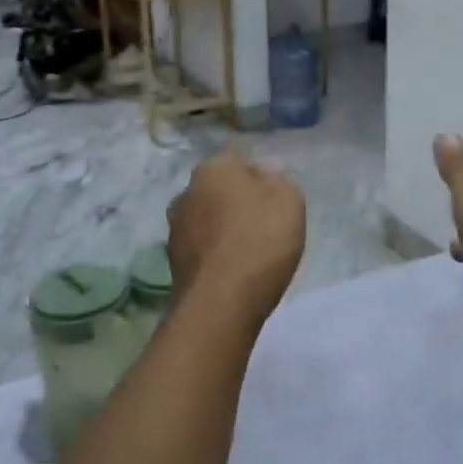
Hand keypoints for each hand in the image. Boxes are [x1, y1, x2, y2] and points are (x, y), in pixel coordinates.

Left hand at [167, 152, 306, 325]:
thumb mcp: (289, 201)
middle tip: (264, 224)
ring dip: (223, 229)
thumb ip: (279, 180)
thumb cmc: (261, 240)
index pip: (238, 161)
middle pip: (219, 190)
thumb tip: (266, 172)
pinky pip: (201, 248)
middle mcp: (187, 191)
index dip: (259, 178)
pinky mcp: (172, 262)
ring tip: (249, 252)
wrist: (221, 302)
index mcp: (214, 168)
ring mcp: (175, 228)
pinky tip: (233, 271)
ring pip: (207, 219)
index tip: (276, 200)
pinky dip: (215, 255)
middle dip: (237, 202)